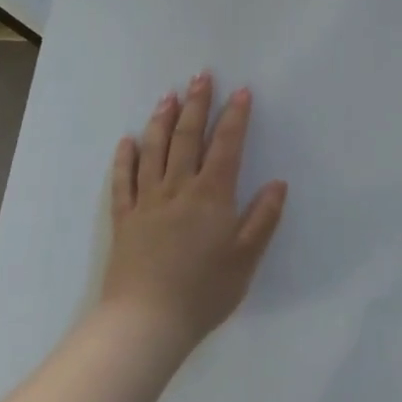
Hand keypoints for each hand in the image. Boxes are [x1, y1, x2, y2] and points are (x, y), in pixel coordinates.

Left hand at [100, 70, 287, 351]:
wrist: (145, 324)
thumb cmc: (203, 291)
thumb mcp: (246, 258)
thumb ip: (263, 218)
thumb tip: (278, 183)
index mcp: (211, 195)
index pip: (226, 145)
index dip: (235, 116)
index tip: (242, 91)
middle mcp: (178, 189)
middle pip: (188, 137)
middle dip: (197, 104)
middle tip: (201, 76)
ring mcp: (147, 202)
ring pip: (154, 151)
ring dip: (162, 120)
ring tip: (168, 95)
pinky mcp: (124, 219)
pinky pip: (123, 181)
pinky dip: (126, 158)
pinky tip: (128, 141)